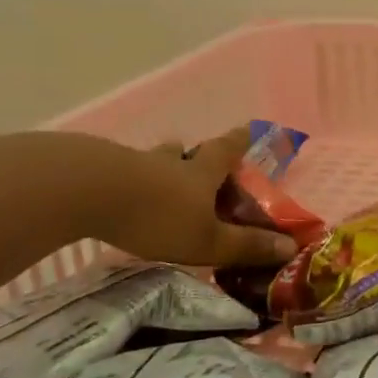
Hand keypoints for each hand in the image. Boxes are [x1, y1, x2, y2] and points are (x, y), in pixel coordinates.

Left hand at [100, 124, 298, 266]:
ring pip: (153, 160)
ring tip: (156, 181)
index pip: (228, 150)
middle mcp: (171, 162)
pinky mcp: (98, 173)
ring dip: (160, 167)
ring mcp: (132, 164)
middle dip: (196, 155)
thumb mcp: (207, 239)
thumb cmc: (158, 215)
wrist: (86, 192)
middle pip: (188, 151)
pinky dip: (126, 182)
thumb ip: (245, 245)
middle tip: (197, 162)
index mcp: (202, 172)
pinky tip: (118, 198)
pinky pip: (120, 174)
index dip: (241, 141)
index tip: (249, 130)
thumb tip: (291, 248)